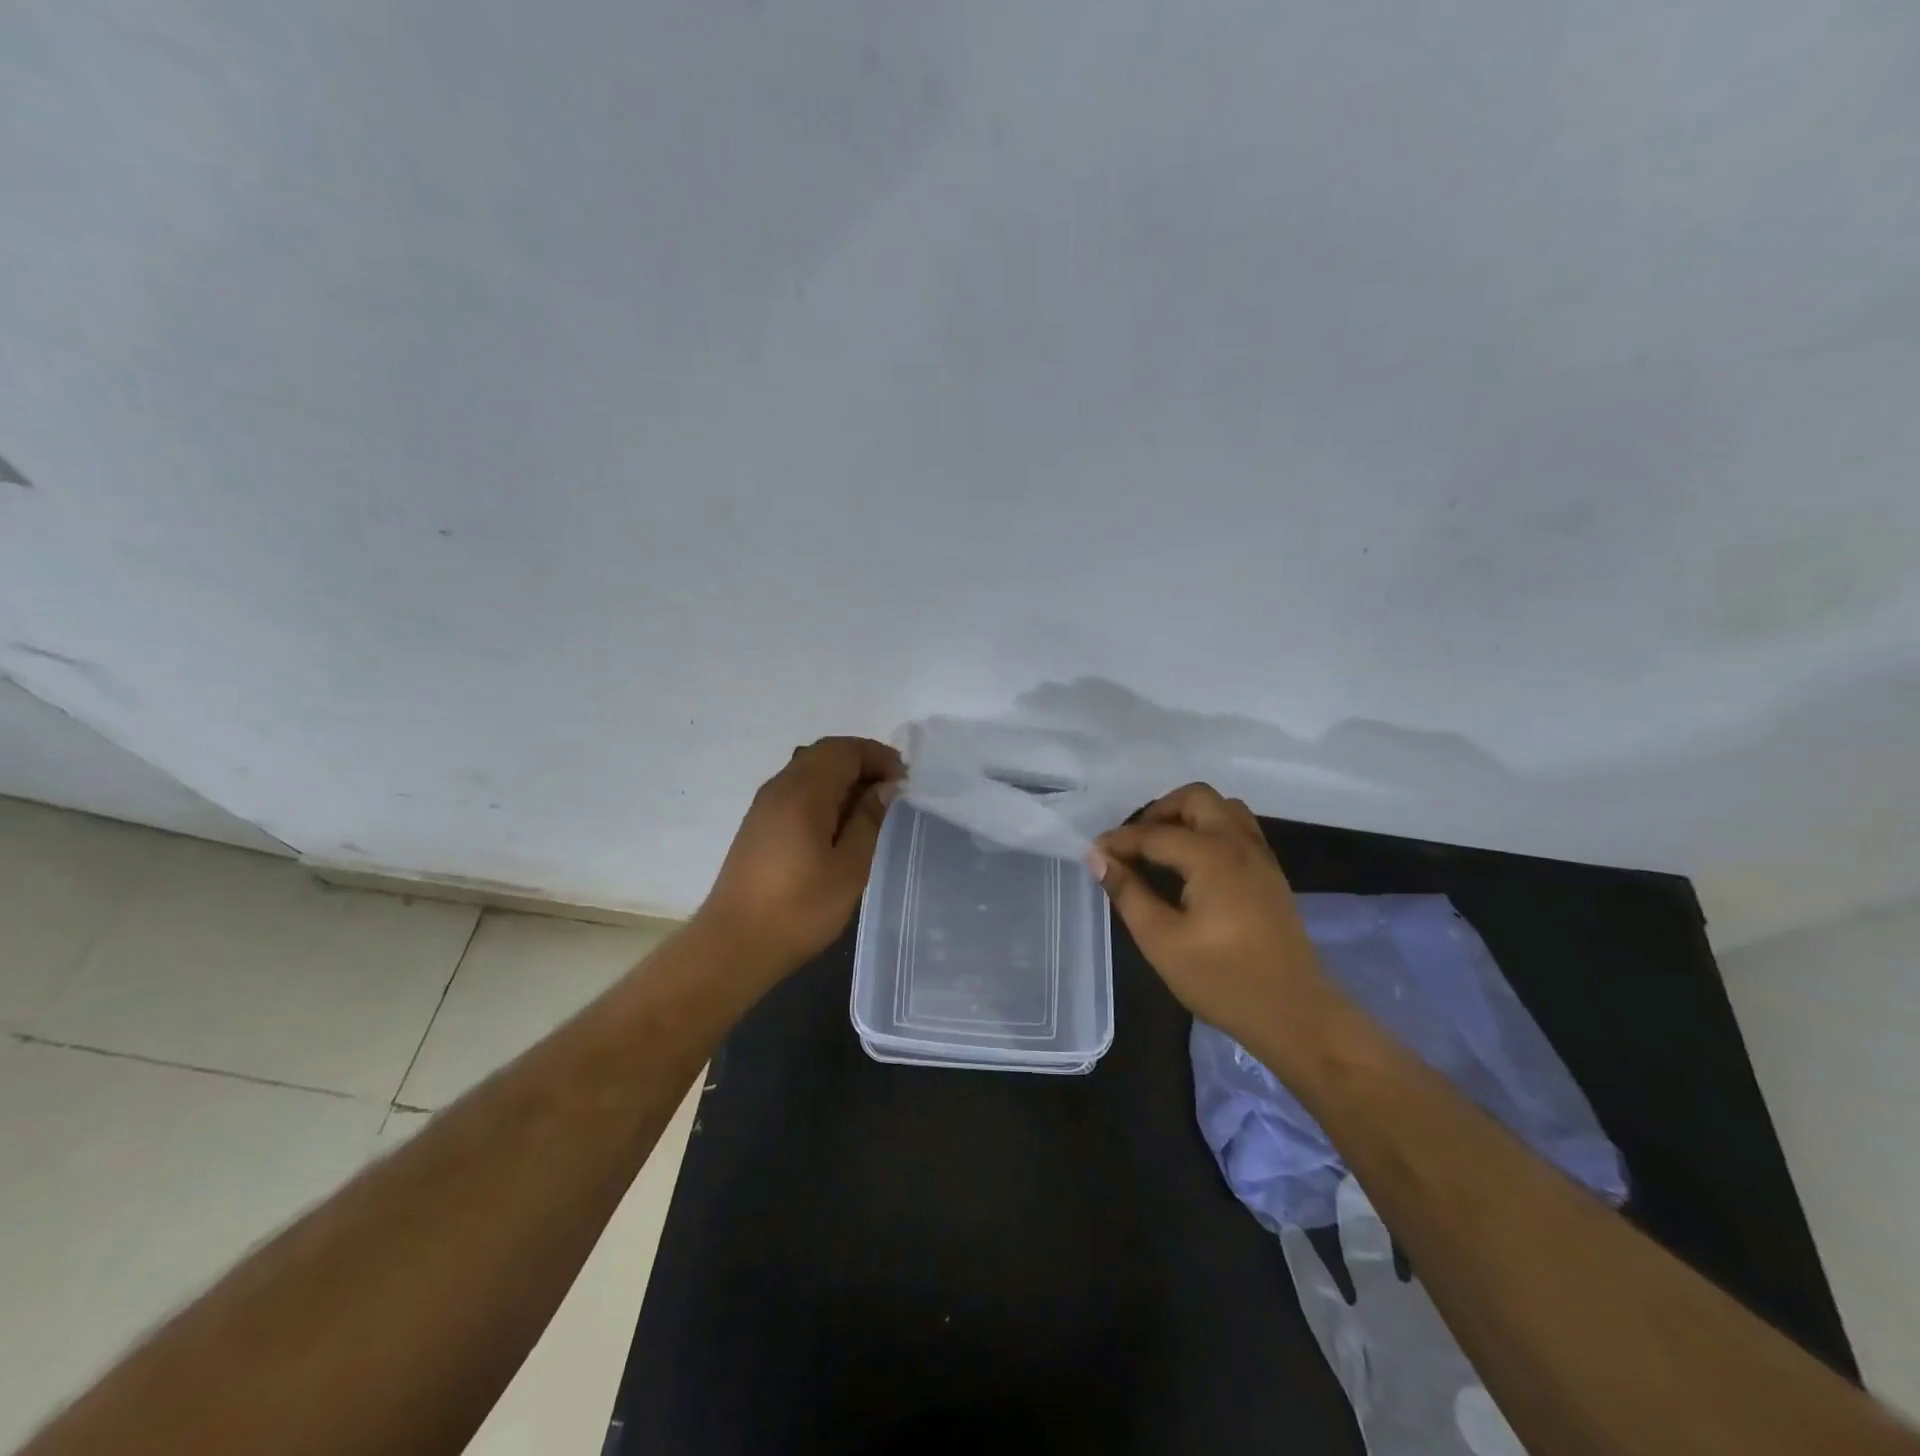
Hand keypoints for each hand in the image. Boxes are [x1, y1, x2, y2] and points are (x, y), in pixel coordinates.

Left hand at [696, 736, 903, 978]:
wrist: (734, 945)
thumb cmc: (800, 909)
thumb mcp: (850, 867)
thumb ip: (868, 820)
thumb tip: (883, 788)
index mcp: (804, 792)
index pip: (844, 750)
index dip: (877, 756)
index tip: (904, 779)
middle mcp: (780, 787)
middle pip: (824, 753)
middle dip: (861, 761)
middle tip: (892, 787)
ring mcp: (764, 805)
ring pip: (808, 769)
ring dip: (842, 777)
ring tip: (870, 805)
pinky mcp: (758, 824)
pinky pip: (796, 790)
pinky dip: (823, 792)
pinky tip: (839, 822)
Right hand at [1092, 783, 1333, 1055]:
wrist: (1294, 1014)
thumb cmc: (1223, 980)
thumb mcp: (1162, 940)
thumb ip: (1128, 893)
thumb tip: (1099, 859)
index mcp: (1211, 855)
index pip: (1154, 834)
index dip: (1119, 841)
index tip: (1093, 853)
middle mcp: (1238, 843)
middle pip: (1195, 798)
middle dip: (1158, 812)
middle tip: (1133, 844)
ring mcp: (1260, 855)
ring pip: (1221, 807)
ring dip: (1187, 815)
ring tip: (1161, 848)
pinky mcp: (1270, 872)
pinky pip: (1237, 827)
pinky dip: (1209, 828)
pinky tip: (1191, 863)